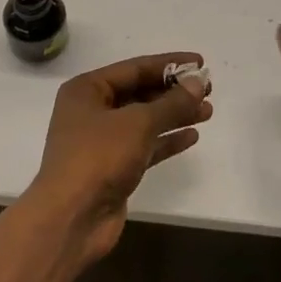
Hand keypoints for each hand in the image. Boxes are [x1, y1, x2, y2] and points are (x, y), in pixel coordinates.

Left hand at [26, 52, 212, 265]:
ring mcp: (101, 141)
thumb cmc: (99, 157)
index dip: (169, 64)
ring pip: (144, 120)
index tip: (200, 62)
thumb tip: (198, 83)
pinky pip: (145, 146)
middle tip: (208, 89)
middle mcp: (92, 111)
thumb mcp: (138, 123)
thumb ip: (172, 103)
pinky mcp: (113, 168)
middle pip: (139, 93)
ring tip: (208, 111)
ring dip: (175, 115)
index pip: (134, 68)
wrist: (72, 219)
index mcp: (87, 90)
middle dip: (174, 92)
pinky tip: (192, 136)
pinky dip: (166, 140)